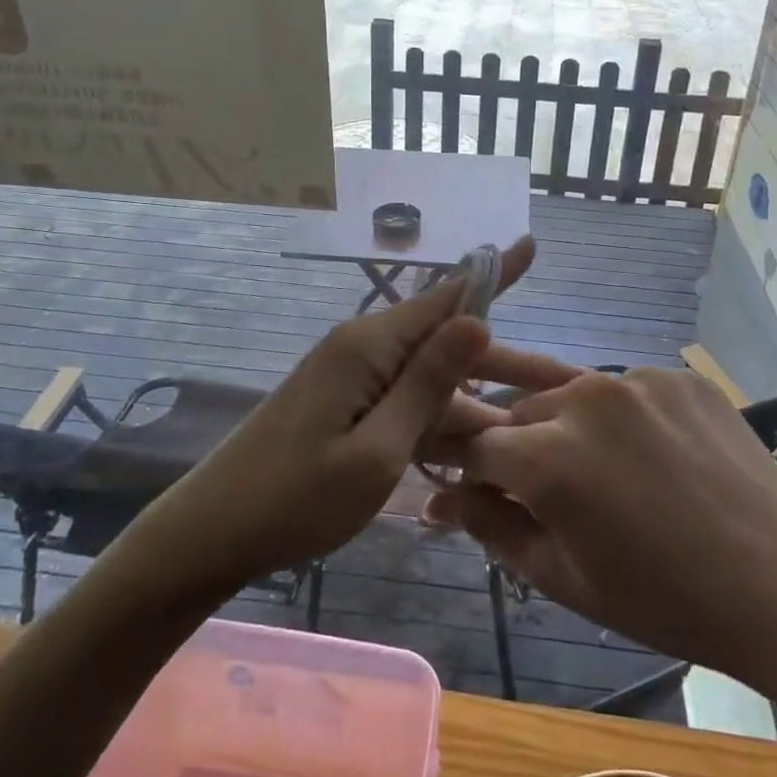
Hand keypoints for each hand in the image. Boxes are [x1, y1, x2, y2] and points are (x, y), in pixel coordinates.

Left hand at [140, 236, 537, 591]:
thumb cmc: (295, 499)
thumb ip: (427, 384)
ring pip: (429, 376)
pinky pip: (405, 398)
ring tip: (529, 422)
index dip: (494, 274)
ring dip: (475, 397)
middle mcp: (362, 347)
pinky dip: (440, 416)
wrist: (213, 531)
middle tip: (563, 384)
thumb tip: (477, 319)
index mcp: (370, 346)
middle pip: (446, 341)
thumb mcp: (376, 450)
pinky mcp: (344, 402)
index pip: (446, 297)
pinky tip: (473, 443)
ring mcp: (350, 375)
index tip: (530, 244)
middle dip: (504, 363)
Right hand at [430, 366, 776, 683]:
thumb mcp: (565, 577)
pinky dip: (617, 417)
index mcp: (550, 458)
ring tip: (597, 469)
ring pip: (569, 394)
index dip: (467, 468)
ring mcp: (636, 379)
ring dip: (565, 425)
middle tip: (541, 488)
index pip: (476, 445)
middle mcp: (585, 400)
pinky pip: (622, 389)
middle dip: (517, 447)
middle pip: (520, 412)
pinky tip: (646, 454)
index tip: (469, 486)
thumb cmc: (666, 599)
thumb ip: (493, 528)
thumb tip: (439, 500)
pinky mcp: (675, 374)